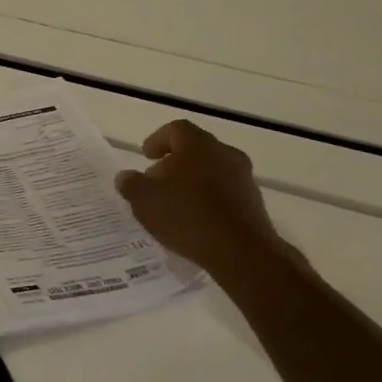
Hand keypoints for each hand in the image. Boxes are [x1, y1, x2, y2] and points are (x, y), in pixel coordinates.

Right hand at [114, 120, 297, 274]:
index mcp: (198, 144)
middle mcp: (224, 154)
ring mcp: (244, 178)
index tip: (146, 156)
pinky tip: (195, 220)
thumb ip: (131, 184)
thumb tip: (126, 177)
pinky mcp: (254, 203)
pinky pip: (225, 192)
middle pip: (195, 149)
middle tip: (156, 181)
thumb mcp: (144, 200)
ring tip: (174, 204)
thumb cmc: (187, 215)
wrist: (242, 252)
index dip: (157, 139)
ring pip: (212, 170)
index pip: (176, 129)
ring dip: (192, 181)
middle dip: (174, 163)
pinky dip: (208, 199)